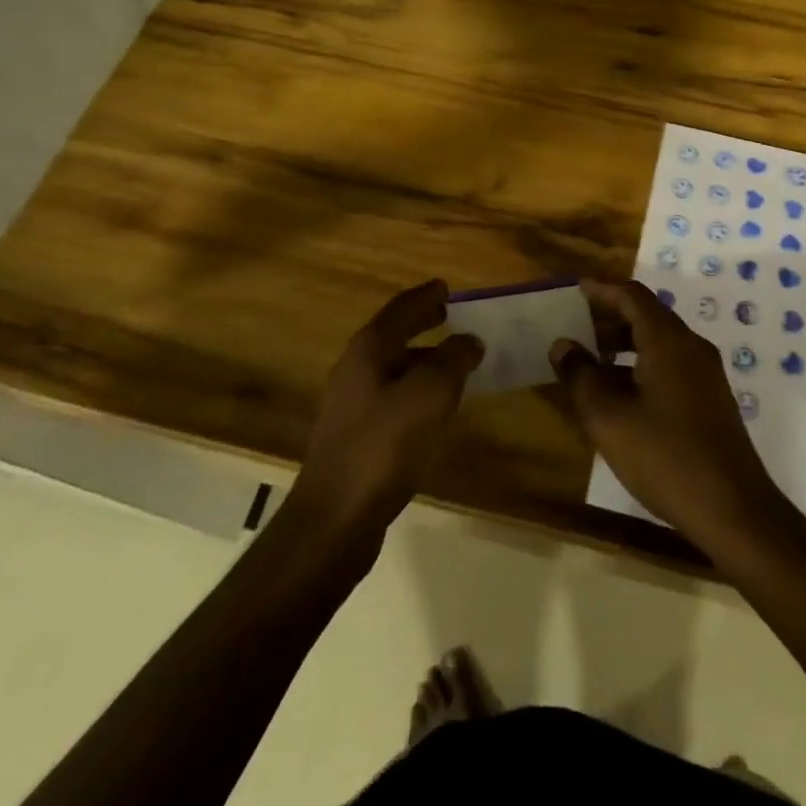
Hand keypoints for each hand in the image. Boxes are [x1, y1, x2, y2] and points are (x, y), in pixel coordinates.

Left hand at [292, 280, 482, 539]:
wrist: (335, 518)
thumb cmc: (384, 445)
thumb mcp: (430, 395)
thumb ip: (453, 361)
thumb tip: (470, 340)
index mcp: (370, 349)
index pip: (401, 308)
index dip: (426, 296)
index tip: (447, 287)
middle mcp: (356, 368)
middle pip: (394, 334)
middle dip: (422, 323)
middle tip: (451, 315)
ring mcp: (352, 404)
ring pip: (393, 367)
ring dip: (423, 358)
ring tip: (454, 361)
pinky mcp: (356, 435)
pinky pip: (393, 396)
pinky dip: (416, 389)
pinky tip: (435, 406)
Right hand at [550, 279, 784, 550]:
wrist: (734, 510)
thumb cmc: (666, 457)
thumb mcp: (609, 418)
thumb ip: (581, 375)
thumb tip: (563, 344)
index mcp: (668, 341)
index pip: (632, 296)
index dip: (601, 290)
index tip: (574, 290)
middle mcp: (691, 347)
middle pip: (647, 314)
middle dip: (610, 316)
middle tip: (575, 325)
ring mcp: (706, 374)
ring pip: (659, 341)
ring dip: (624, 343)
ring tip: (590, 360)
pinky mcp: (710, 399)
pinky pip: (670, 363)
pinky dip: (641, 363)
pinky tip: (620, 393)